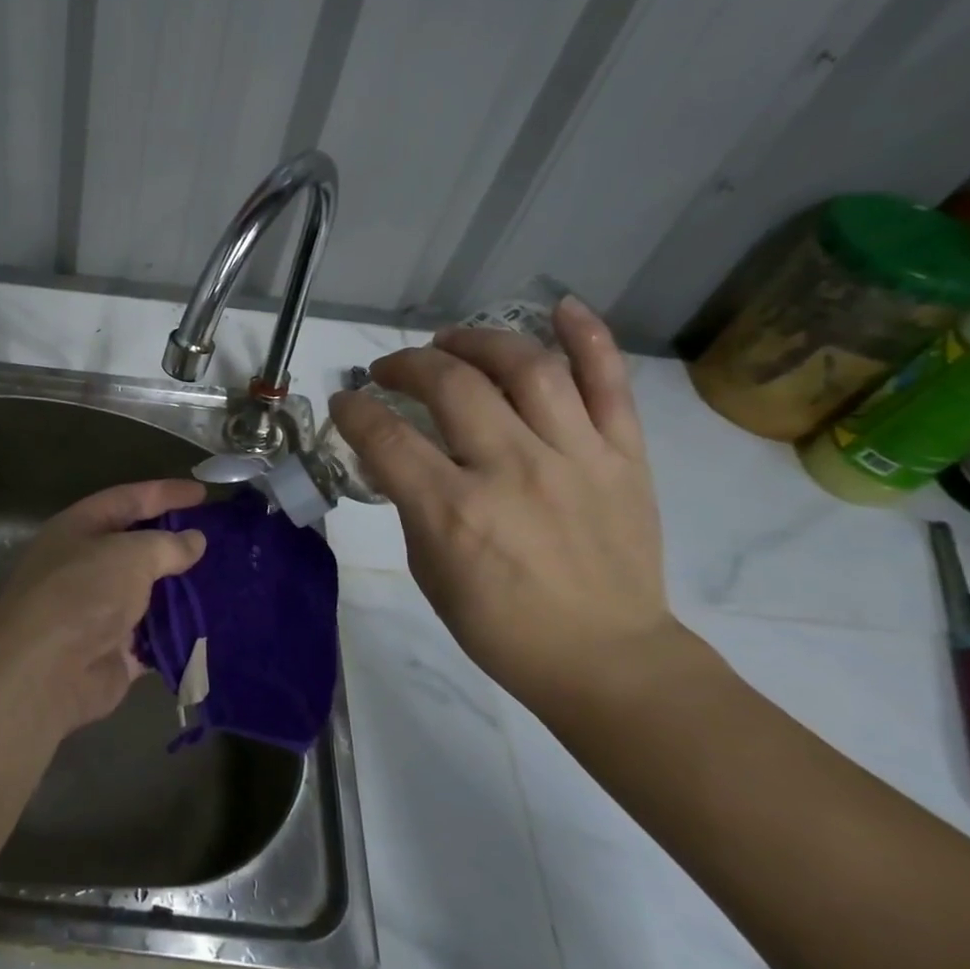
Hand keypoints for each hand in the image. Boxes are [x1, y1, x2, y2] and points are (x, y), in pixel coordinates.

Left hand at [0, 480, 207, 737]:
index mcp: (79, 529)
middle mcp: (86, 565)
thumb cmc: (82, 593)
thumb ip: (166, 544)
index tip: (203, 493)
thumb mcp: (129, 554)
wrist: (45, 672)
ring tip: (227, 580)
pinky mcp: (114, 651)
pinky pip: (154, 635)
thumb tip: (194, 540)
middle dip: (176, 543)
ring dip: (182, 589)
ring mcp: (99, 610)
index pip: (127, 499)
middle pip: (137, 547)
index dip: (164, 493)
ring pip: (148, 593)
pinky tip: (214, 622)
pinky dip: (179, 631)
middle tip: (221, 539)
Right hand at [328, 297, 674, 705]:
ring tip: (452, 342)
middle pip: (451, 384)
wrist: (607, 660)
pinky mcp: (624, 457)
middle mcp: (513, 471)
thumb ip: (409, 501)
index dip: (354, 409)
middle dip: (407, 364)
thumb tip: (392, 451)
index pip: (386, 436)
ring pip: (526, 367)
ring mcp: (575, 458)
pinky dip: (587, 339)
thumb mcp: (428, 569)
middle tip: (392, 369)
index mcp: (454, 511)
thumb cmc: (500, 625)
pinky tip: (559, 309)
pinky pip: (610, 384)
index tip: (346, 402)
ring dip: (478, 340)